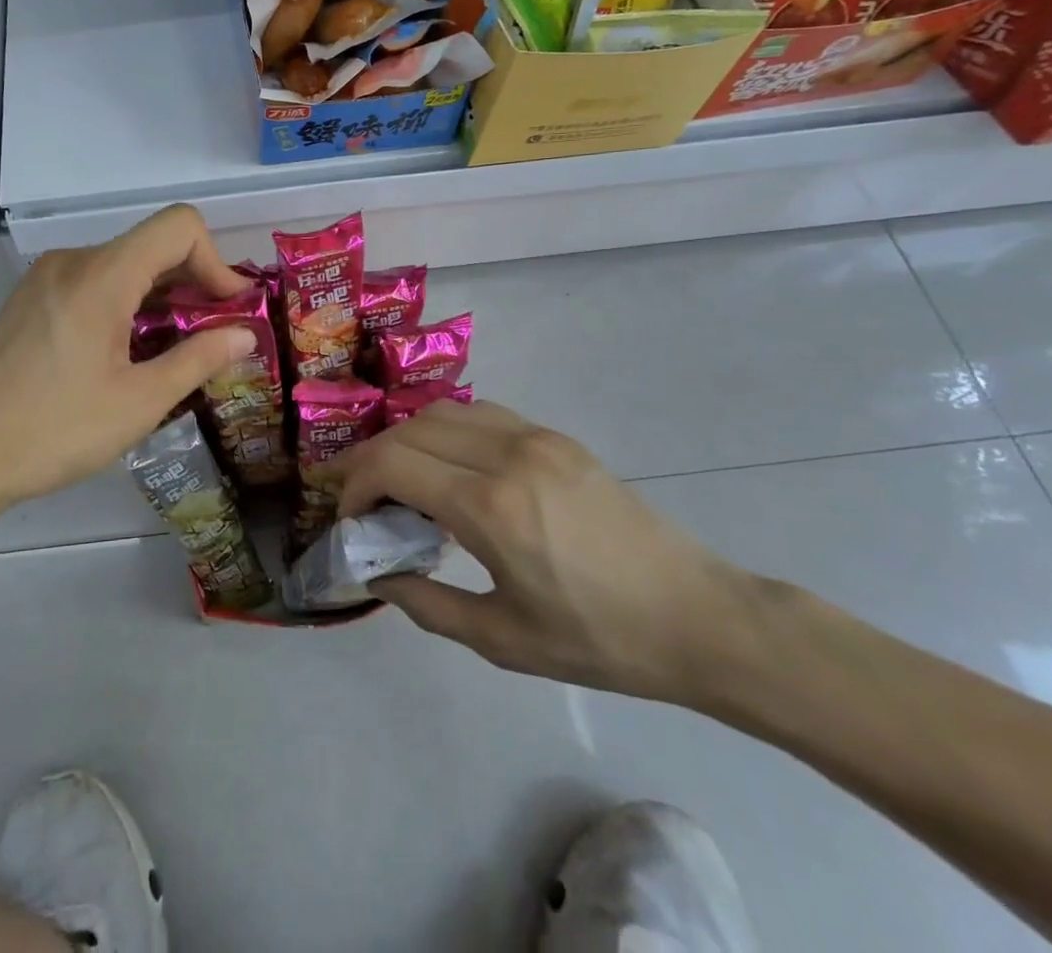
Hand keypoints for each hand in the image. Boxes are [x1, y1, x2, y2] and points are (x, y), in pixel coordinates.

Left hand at [0, 205, 256, 509]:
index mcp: (101, 275)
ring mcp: (45, 277)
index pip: (178, 226)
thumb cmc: (55, 431)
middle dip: (193, 281)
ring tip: (175, 348)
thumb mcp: (139, 401)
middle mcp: (72, 261)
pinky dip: (126, 302)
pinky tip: (127, 351)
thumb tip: (246, 334)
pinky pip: (93, 281)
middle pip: (151, 244)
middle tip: (215, 334)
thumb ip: (199, 358)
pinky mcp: (30, 298)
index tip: (228, 310)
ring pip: (123, 264)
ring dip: (160, 295)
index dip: (216, 260)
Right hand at [333, 400, 759, 705]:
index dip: (356, 486)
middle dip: (372, 460)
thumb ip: (426, 604)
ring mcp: (535, 438)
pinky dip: (446, 431)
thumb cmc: (600, 640)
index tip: (351, 519)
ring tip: (403, 480)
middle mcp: (506, 454)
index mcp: (490, 506)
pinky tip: (452, 467)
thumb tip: (377, 576)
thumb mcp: (503, 640)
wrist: (700, 617)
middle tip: (364, 499)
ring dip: (407, 439)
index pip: (391, 464)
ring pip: (442, 412)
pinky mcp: (557, 437)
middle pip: (409, 431)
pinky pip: (480, 414)